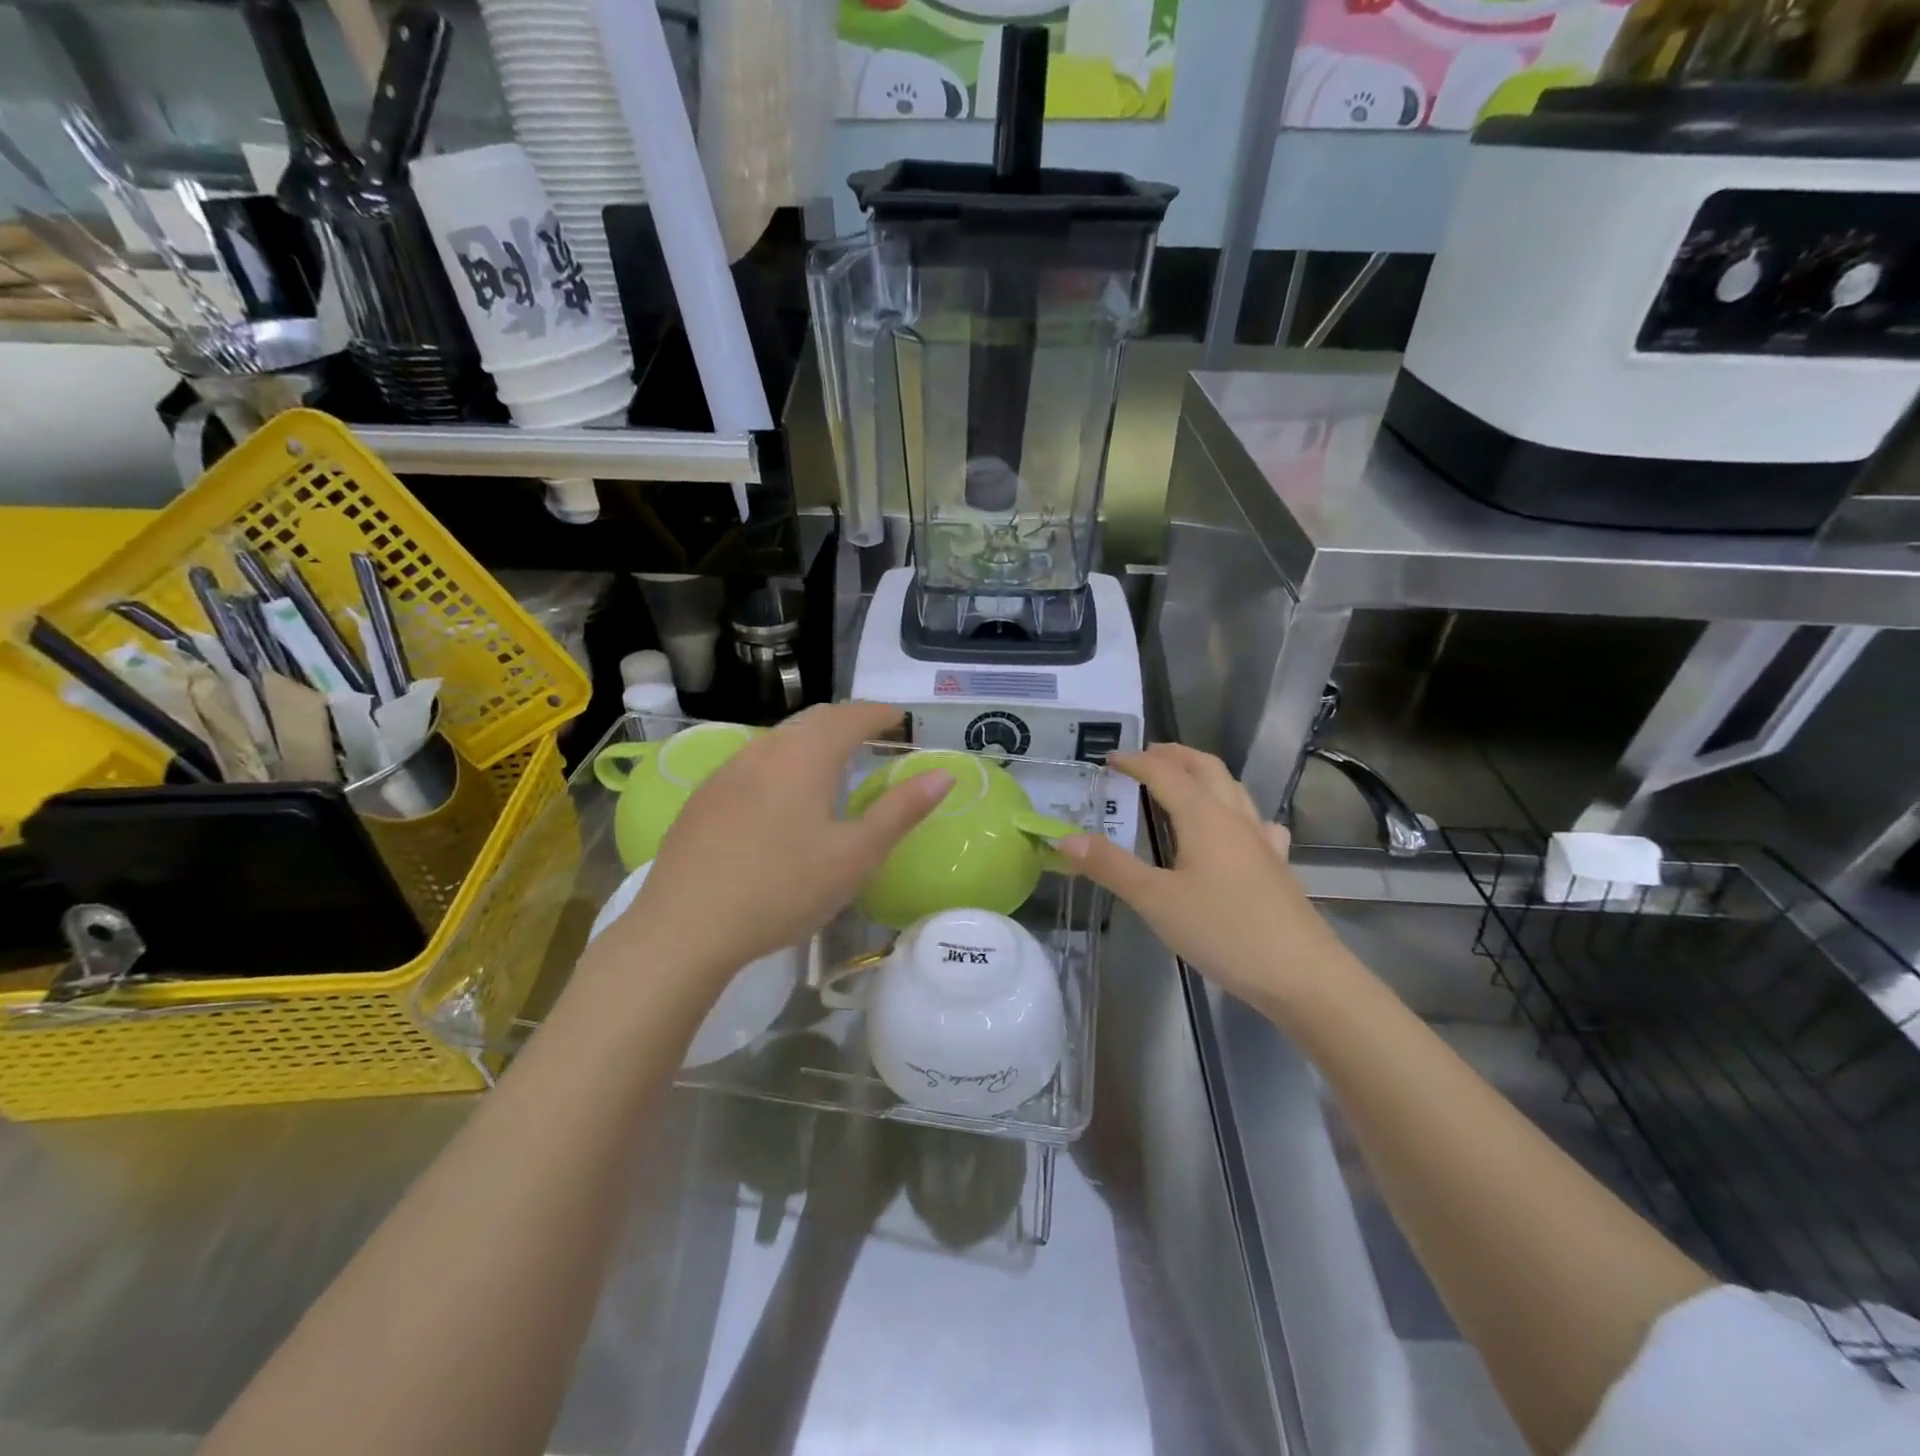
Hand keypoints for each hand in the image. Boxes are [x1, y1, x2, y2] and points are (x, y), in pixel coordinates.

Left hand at [615, 702, 951, 981]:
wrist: (684, 928)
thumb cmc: (782, 890)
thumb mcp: (855, 856)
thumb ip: (901, 811)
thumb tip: (944, 774)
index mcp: (805, 756)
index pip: (850, 716)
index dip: (879, 713)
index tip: (901, 719)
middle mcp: (764, 750)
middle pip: (812, 720)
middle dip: (846, 722)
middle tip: (871, 736)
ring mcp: (727, 772)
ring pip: (778, 740)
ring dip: (810, 741)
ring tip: (831, 764)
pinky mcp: (702, 798)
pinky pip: (752, 764)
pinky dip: (780, 764)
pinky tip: (779, 797)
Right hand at [1057, 744, 1343, 1012]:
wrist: (1302, 974)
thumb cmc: (1224, 931)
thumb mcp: (1156, 900)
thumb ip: (1110, 867)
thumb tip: (1065, 838)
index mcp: (1203, 817)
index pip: (1164, 773)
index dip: (1135, 762)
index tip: (1108, 758)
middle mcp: (1234, 818)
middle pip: (1206, 768)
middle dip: (1174, 755)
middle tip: (1146, 755)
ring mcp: (1261, 840)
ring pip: (1233, 789)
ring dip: (1204, 774)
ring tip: (1183, 780)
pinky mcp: (1277, 866)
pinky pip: (1256, 822)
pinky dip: (1237, 810)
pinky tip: (1237, 829)